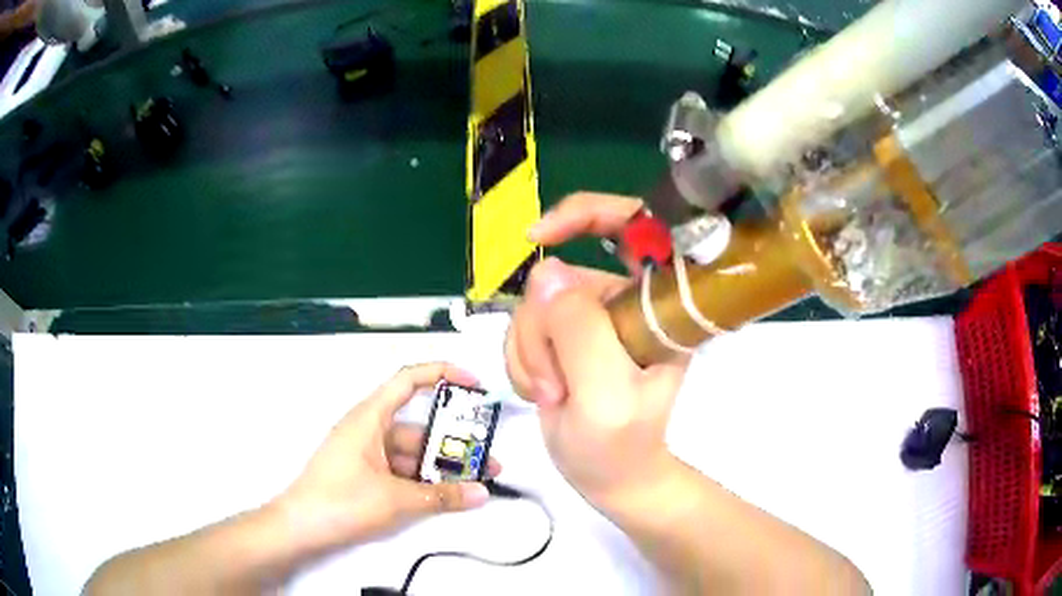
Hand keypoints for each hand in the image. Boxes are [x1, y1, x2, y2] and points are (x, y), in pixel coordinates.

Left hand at [275, 363, 499, 553]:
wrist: (299, 528)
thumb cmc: (341, 501)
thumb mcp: (395, 499)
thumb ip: (441, 496)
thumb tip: (481, 493)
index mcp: (370, 417)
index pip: (408, 380)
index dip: (442, 374)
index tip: (473, 384)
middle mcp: (369, 430)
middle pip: (418, 428)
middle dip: (454, 444)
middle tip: (488, 462)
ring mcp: (367, 454)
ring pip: (412, 454)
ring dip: (441, 468)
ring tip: (476, 484)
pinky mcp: (365, 476)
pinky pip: (401, 471)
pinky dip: (424, 481)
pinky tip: (447, 496)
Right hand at [506, 193, 690, 502]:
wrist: (607, 478)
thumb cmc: (620, 445)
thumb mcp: (604, 394)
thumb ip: (579, 331)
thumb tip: (546, 270)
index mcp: (657, 305)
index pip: (635, 226)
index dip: (587, 213)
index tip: (540, 236)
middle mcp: (625, 302)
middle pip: (561, 277)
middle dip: (543, 330)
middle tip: (556, 384)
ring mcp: (592, 318)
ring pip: (534, 305)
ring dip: (530, 353)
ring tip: (553, 396)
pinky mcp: (563, 336)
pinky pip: (522, 327)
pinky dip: (521, 361)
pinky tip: (543, 393)